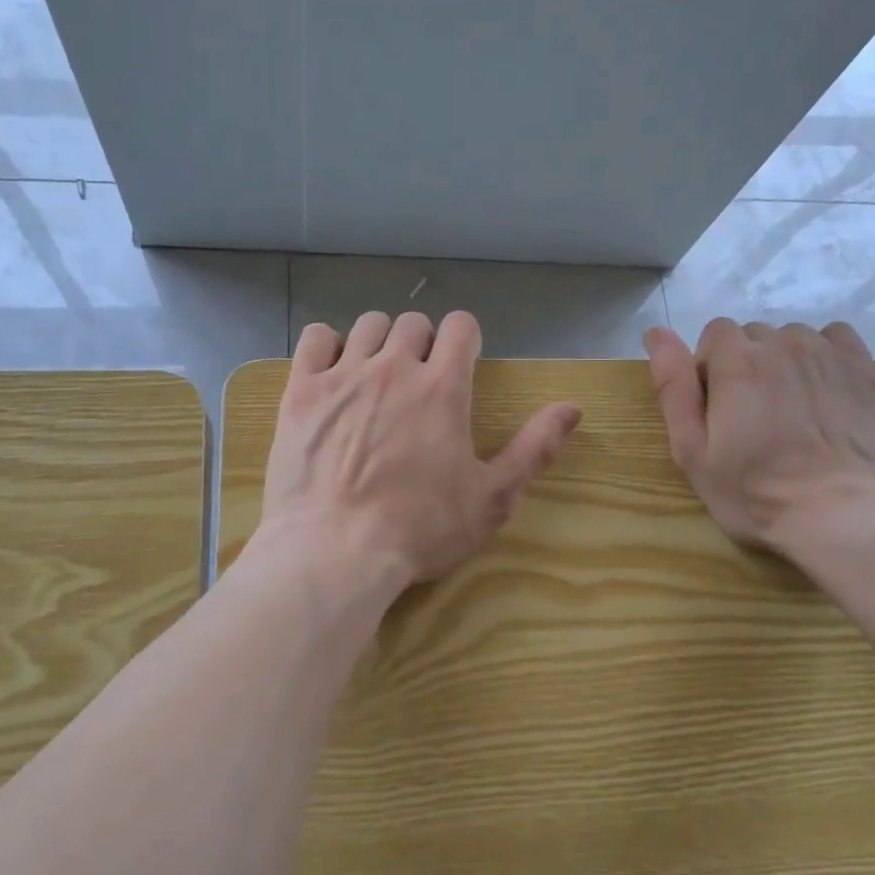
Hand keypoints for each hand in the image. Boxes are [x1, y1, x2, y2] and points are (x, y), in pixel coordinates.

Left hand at [260, 311, 581, 587]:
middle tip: (419, 380)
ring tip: (376, 375)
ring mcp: (343, 375)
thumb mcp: (491, 499)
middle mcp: (394, 367)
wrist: (335, 551)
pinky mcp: (302, 390)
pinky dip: (328, 345)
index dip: (465, 339)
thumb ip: (534, 449)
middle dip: (422, 343)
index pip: (461, 326)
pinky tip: (332, 371)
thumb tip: (573, 408)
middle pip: (413, 323)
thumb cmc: (420, 529)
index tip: (461, 362)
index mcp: (444, 387)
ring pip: (367, 325)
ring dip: (379, 341)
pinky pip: (315, 338)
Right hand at [644, 319, 874, 552]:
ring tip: (793, 410)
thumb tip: (655, 332)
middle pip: (755, 335)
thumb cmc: (754, 491)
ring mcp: (831, 355)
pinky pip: (838, 341)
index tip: (718, 407)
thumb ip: (672, 386)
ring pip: (795, 339)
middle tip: (754, 417)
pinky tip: (826, 395)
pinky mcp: (869, 372)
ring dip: (786, 362)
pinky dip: (826, 358)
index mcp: (736, 361)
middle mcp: (784, 344)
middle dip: (747, 365)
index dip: (711, 367)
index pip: (716, 332)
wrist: (844, 516)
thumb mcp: (692, 449)